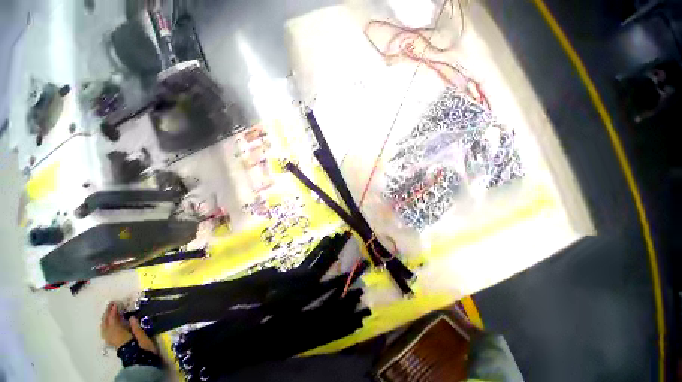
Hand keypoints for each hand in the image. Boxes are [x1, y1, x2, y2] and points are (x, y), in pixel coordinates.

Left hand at [100, 302, 156, 353]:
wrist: (140, 361)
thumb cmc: (142, 347)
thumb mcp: (142, 336)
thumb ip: (135, 327)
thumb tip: (130, 317)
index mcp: (120, 334)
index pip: (113, 321)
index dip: (113, 312)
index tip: (115, 303)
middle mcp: (113, 337)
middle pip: (106, 325)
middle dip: (107, 315)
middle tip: (110, 305)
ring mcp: (112, 341)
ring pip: (104, 329)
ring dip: (105, 320)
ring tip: (108, 312)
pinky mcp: (113, 343)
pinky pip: (106, 333)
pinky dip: (105, 326)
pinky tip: (108, 324)